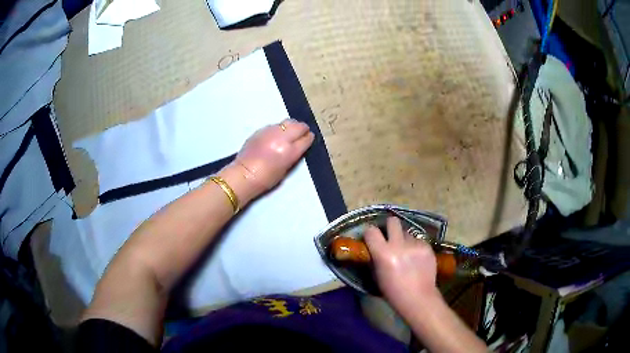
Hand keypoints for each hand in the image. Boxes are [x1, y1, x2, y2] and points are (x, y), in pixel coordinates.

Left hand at [226, 119, 313, 201]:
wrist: (244, 174)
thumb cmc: (266, 179)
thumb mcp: (286, 170)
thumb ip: (293, 155)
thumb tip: (297, 146)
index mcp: (289, 151)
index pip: (305, 139)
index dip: (309, 138)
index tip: (309, 138)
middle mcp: (281, 138)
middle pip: (298, 126)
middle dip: (302, 128)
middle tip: (303, 132)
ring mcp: (270, 132)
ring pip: (286, 122)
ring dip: (291, 126)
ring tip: (289, 132)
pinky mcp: (260, 130)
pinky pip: (274, 125)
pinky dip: (278, 129)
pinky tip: (276, 135)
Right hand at [364, 217, 439, 314]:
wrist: (419, 298)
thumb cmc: (393, 292)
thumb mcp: (377, 275)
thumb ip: (375, 257)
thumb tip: (373, 246)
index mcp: (383, 253)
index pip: (371, 230)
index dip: (370, 233)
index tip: (371, 237)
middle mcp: (399, 245)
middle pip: (393, 221)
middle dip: (390, 227)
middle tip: (390, 236)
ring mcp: (415, 244)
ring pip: (407, 233)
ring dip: (404, 240)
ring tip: (406, 253)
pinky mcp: (427, 246)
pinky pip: (418, 240)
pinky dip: (415, 247)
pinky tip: (417, 259)